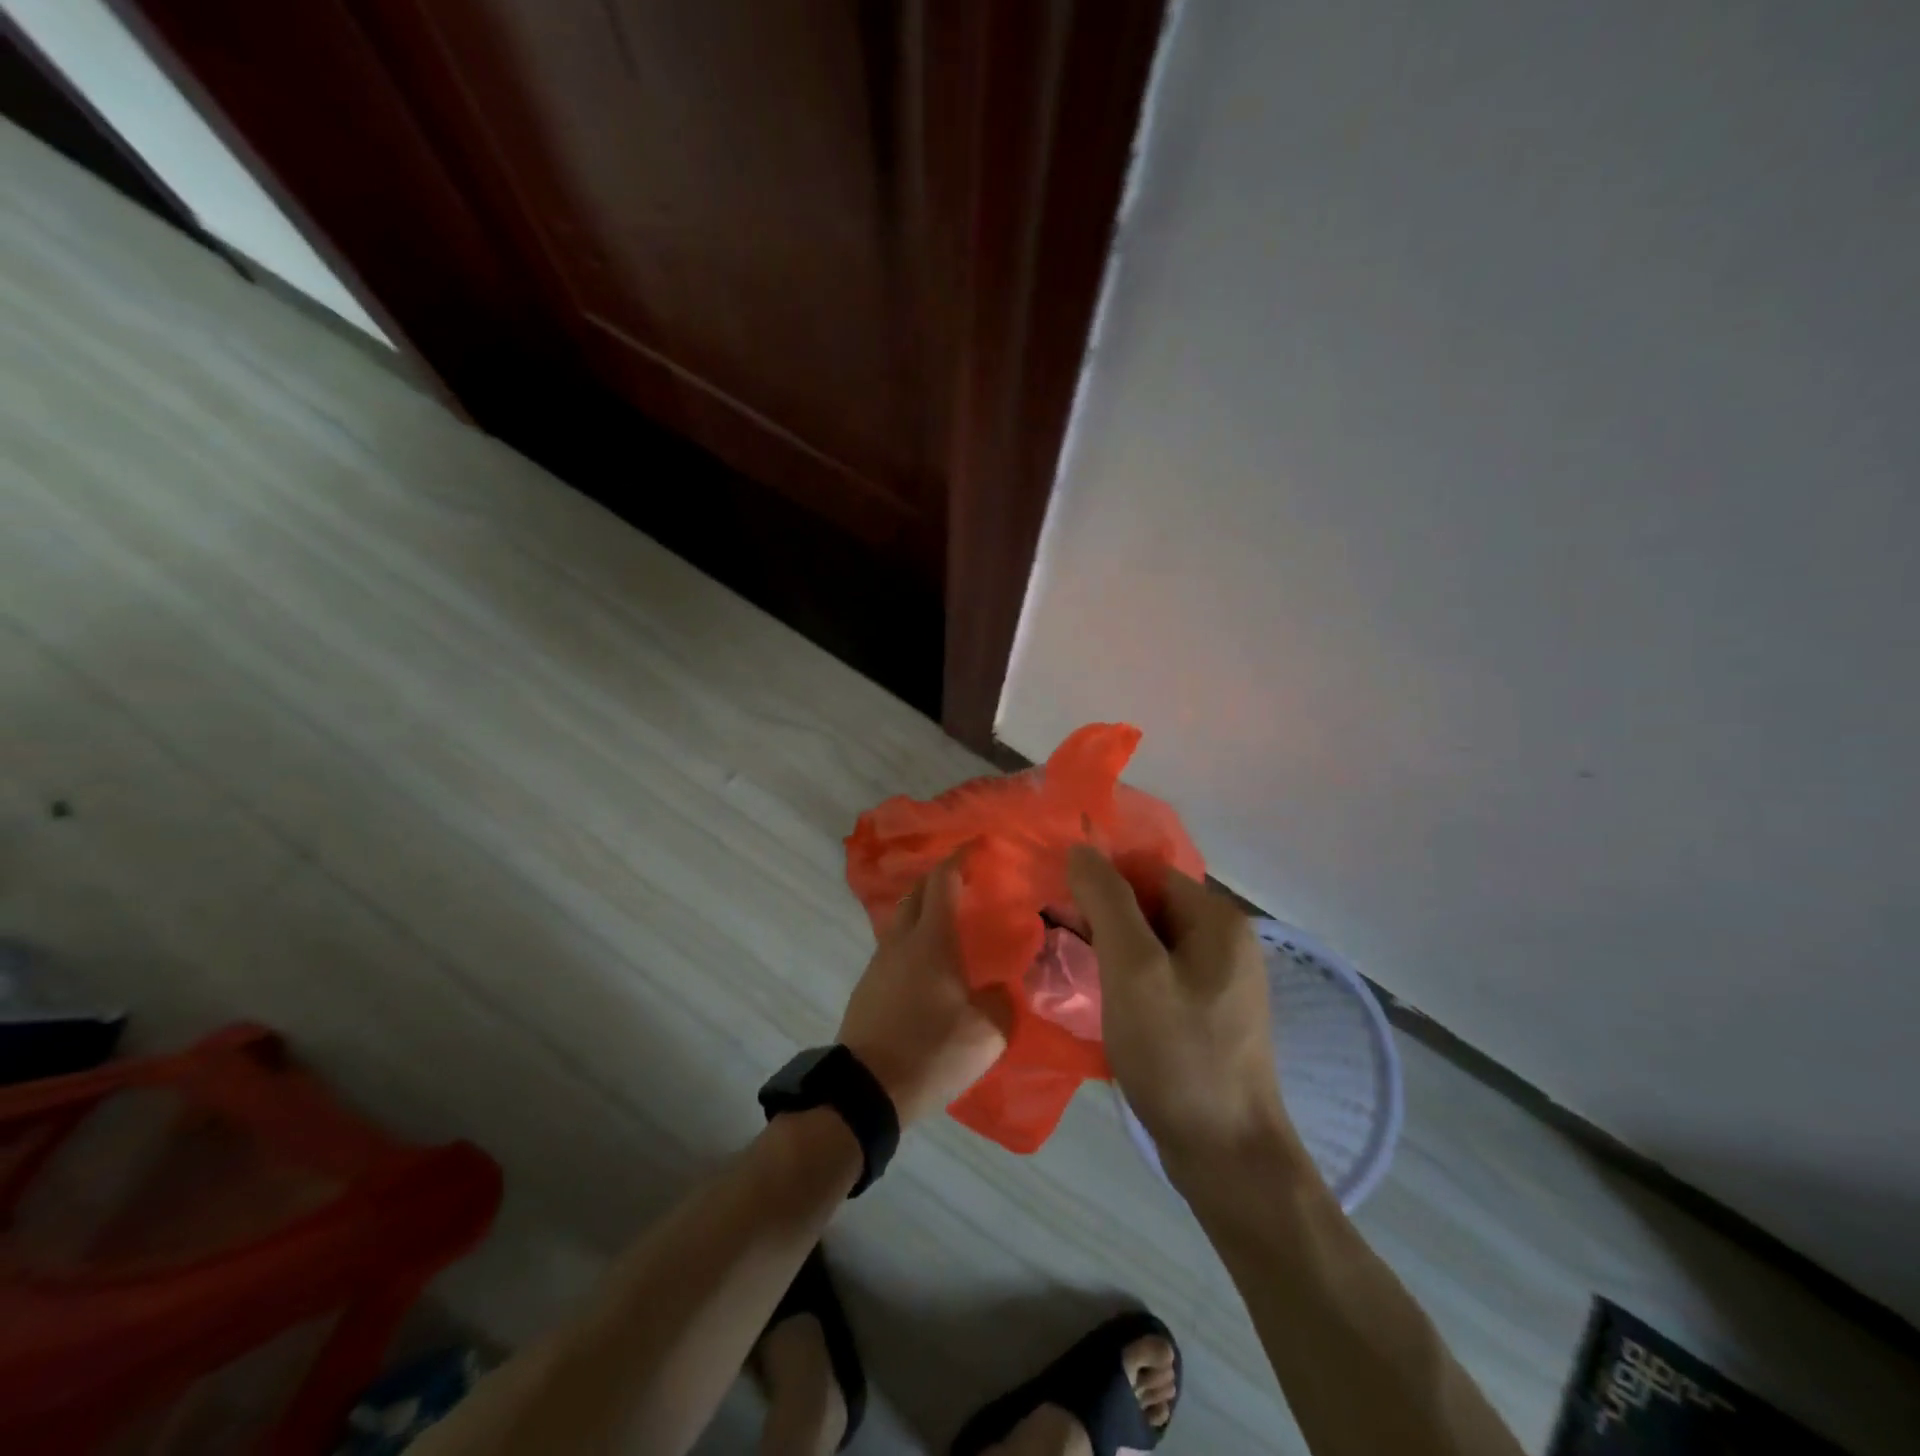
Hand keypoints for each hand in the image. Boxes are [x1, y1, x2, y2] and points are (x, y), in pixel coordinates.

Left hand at [838, 861, 1008, 1124]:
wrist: (865, 1090)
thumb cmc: (930, 1050)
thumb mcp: (987, 1031)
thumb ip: (1003, 1001)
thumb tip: (1002, 988)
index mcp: (931, 940)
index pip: (943, 881)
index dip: (959, 858)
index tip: (976, 845)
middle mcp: (900, 942)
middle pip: (916, 894)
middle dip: (939, 880)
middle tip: (965, 882)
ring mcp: (878, 964)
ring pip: (901, 922)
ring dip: (923, 912)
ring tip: (950, 925)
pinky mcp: (867, 988)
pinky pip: (894, 950)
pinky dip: (913, 942)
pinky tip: (929, 966)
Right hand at [1067, 846, 1298, 1170]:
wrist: (1227, 1157)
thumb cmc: (1178, 1053)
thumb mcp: (1133, 970)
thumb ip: (1107, 902)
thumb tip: (1081, 849)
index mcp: (1216, 919)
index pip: (1146, 871)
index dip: (1100, 881)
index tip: (1058, 906)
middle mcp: (1225, 940)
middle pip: (1149, 905)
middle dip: (1101, 916)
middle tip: (1056, 940)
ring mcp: (1219, 980)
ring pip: (1150, 942)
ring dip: (1108, 947)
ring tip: (1067, 966)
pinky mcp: (1207, 1013)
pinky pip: (1158, 975)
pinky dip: (1125, 977)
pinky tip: (1097, 997)